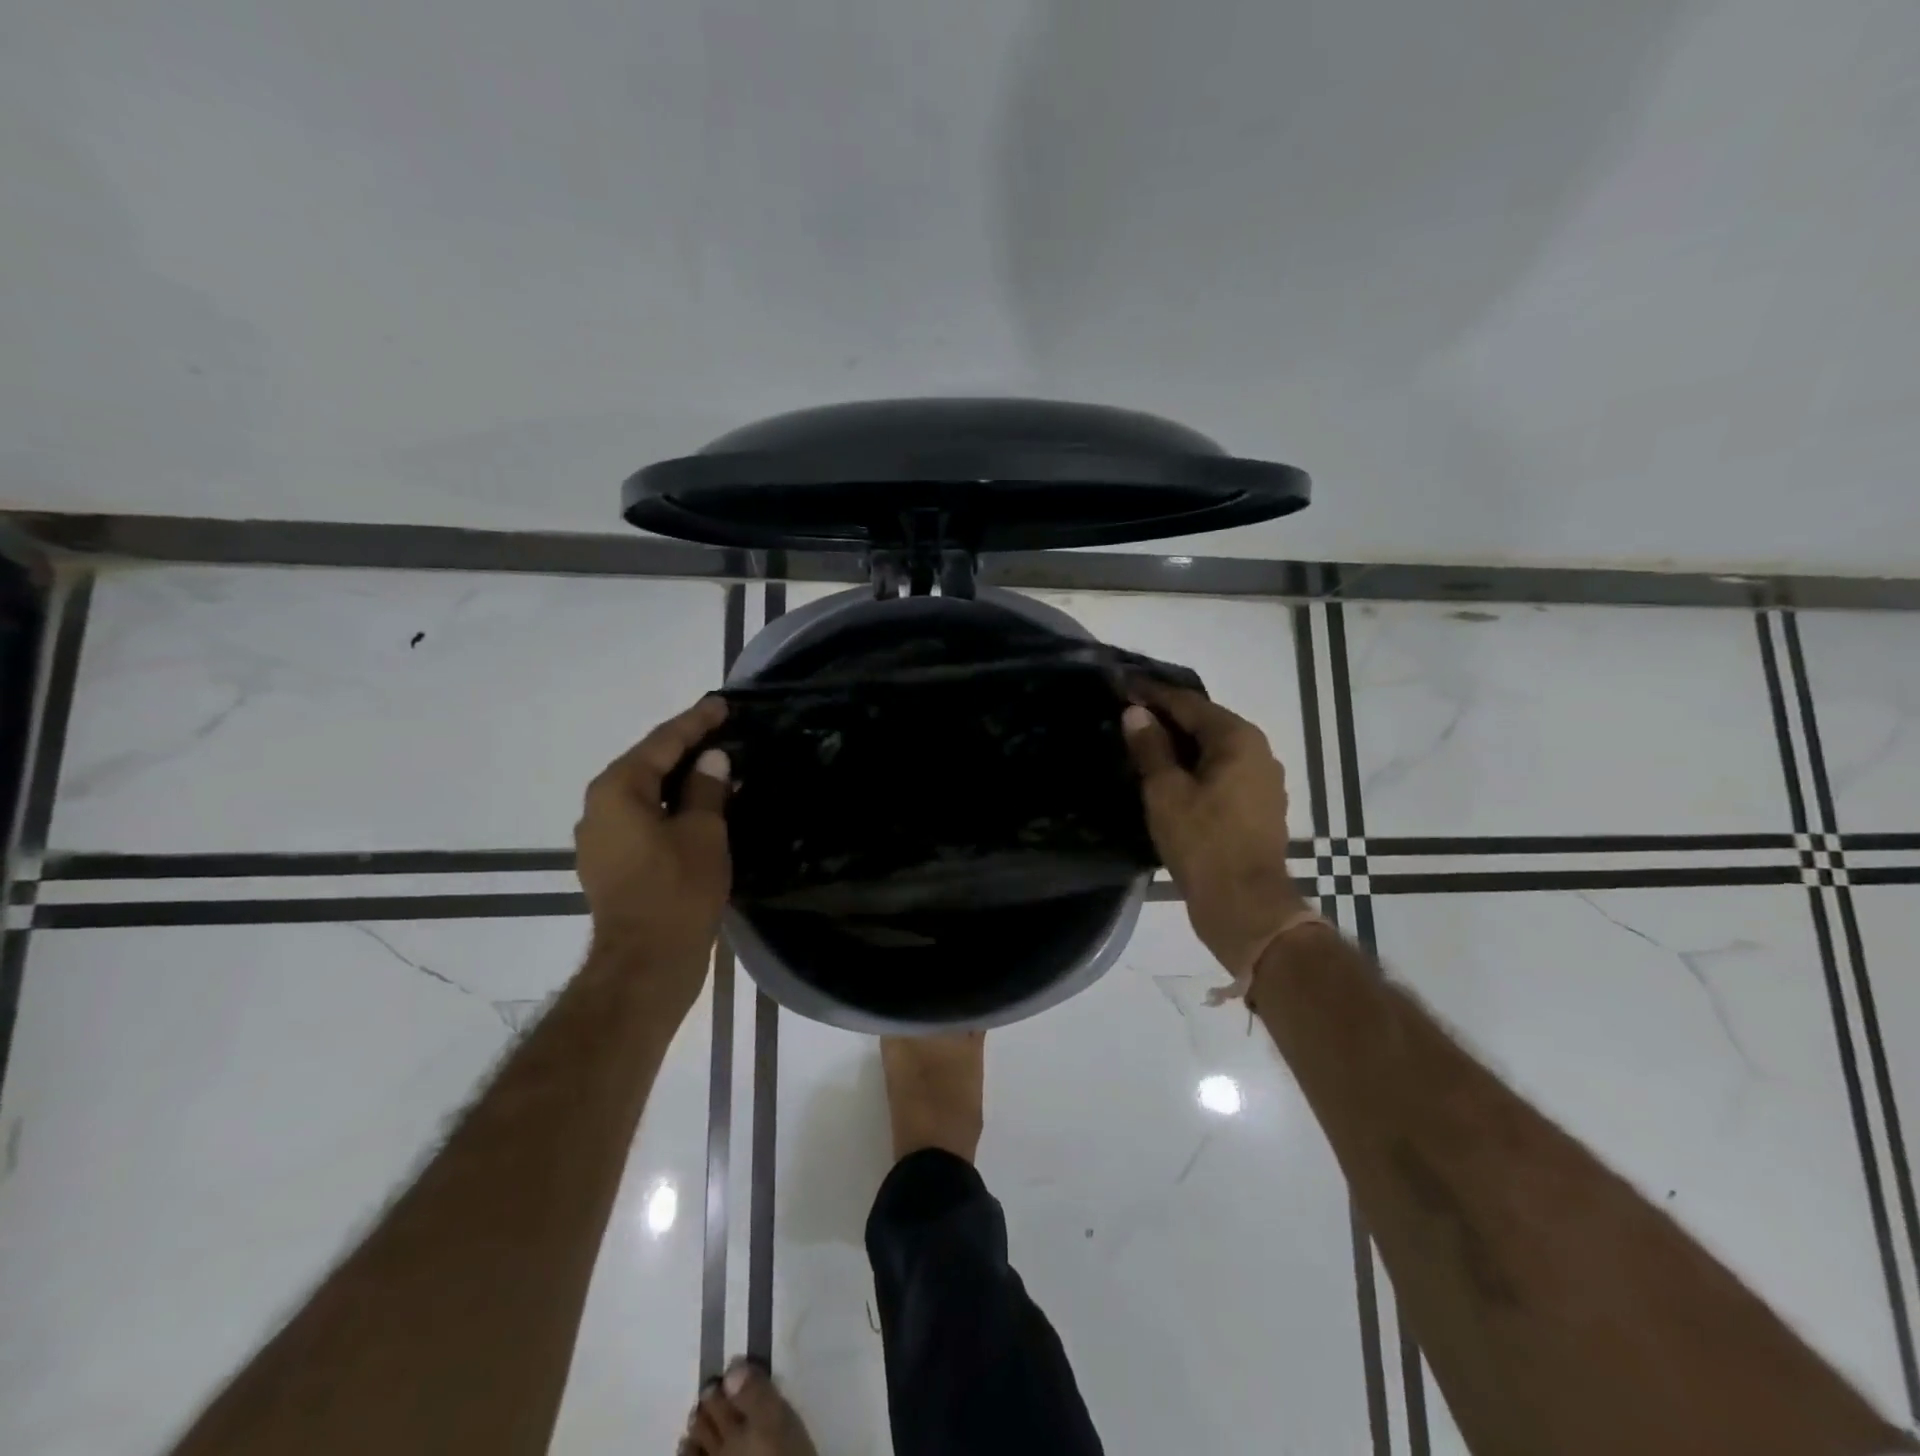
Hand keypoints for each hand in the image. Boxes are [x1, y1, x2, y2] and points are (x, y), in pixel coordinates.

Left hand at [575, 696, 732, 984]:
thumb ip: (707, 789)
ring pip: (645, 793)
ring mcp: (601, 837)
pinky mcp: (611, 862)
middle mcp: (599, 807)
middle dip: (686, 748)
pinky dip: (671, 807)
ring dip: (679, 779)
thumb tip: (713, 760)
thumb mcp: (703, 832)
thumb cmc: (677, 891)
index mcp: (618, 790)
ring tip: (717, 767)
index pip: (662, 742)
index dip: (696, 722)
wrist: (646, 963)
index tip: (721, 704)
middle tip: (722, 731)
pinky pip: (643, 818)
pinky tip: (700, 807)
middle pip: (648, 764)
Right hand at [1122, 682, 1308, 975]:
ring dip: (1180, 744)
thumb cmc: (1203, 843)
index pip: (1187, 703)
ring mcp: (1263, 779)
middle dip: (1166, 717)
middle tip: (1128, 713)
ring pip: (1213, 749)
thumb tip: (1135, 713)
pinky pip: (1221, 772)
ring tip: (1143, 743)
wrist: (1245, 905)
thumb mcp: (1165, 792)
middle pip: (1205, 723)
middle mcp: (1257, 750)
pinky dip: (1195, 767)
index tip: (1123, 685)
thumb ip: (1150, 747)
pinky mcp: (1259, 805)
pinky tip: (1170, 776)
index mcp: (1237, 738)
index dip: (1152, 694)